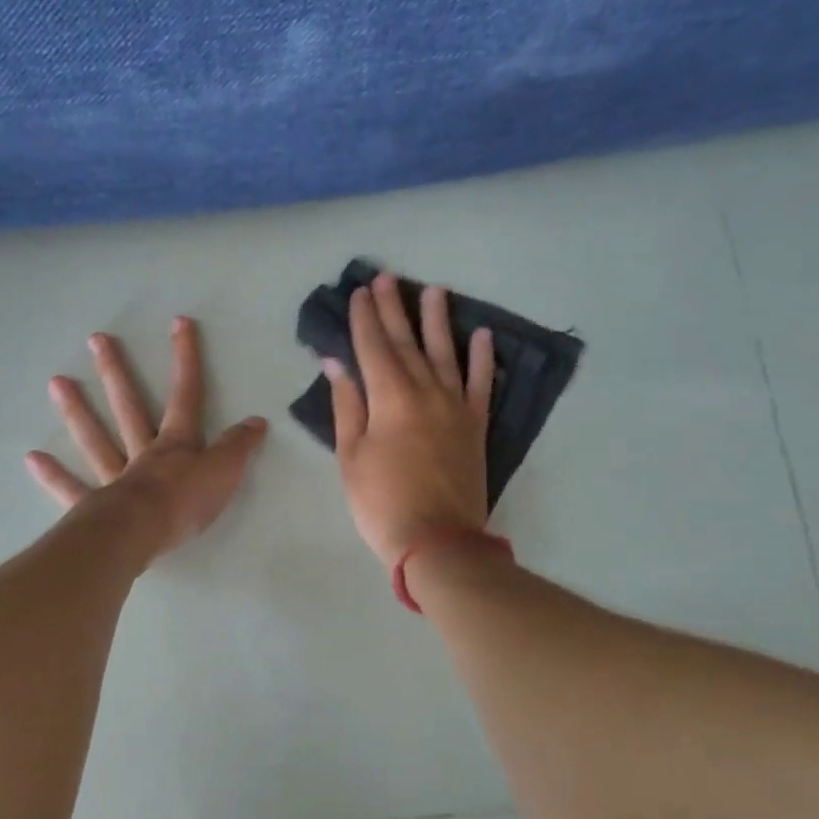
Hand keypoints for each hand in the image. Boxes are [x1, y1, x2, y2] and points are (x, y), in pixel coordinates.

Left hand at [27, 316, 267, 562]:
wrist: (142, 533)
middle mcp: (142, 452)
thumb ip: (238, 447)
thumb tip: (257, 421)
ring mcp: (114, 477)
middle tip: (96, 339)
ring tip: (56, 382)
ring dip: (77, 411)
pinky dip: (53, 475)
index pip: (186, 394)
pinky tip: (32, 458)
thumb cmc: (186, 502)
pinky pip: (71, 488)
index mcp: (176, 444)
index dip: (186, 359)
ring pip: (95, 438)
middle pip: (129, 406)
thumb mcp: (225, 472)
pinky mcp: (94, 506)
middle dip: (116, 372)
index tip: (179, 323)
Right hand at [327, 272, 494, 568]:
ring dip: (437, 320)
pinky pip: (481, 384)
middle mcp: (425, 391)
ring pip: (446, 353)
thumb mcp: (351, 455)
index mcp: (390, 398)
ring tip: (434, 290)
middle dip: (394, 308)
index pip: (372, 347)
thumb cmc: (381, 502)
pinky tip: (482, 335)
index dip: (364, 318)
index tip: (359, 292)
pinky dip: (482, 359)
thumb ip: (347, 405)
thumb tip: (336, 363)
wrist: (438, 541)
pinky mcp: (476, 425)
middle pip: (406, 342)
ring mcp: (456, 407)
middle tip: (387, 277)